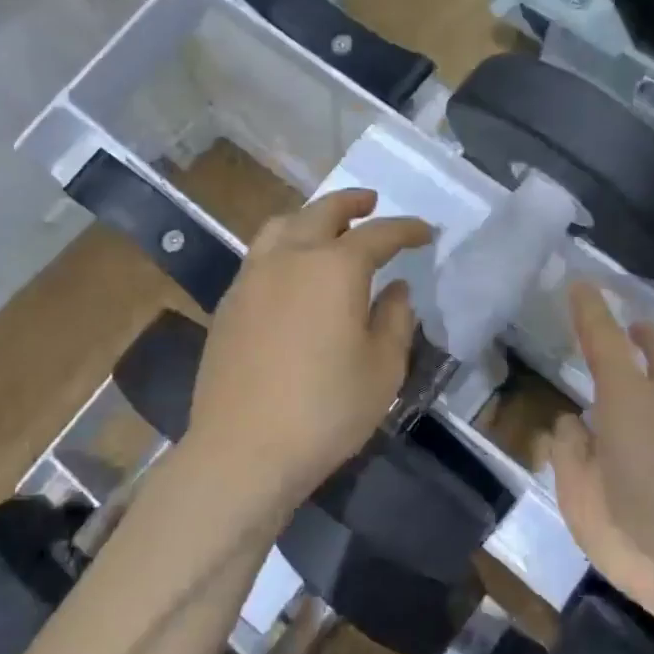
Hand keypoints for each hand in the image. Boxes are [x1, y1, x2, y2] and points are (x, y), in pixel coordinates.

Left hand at [187, 189, 431, 498]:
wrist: (242, 451)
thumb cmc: (326, 410)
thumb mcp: (383, 369)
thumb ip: (394, 319)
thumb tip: (394, 289)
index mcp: (335, 268)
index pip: (378, 234)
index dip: (406, 229)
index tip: (425, 232)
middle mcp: (290, 258)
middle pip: (322, 212)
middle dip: (352, 203)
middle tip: (371, 202)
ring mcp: (252, 278)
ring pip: (281, 226)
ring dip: (310, 217)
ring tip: (327, 226)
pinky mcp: (229, 303)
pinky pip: (260, 255)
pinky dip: (284, 245)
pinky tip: (292, 271)